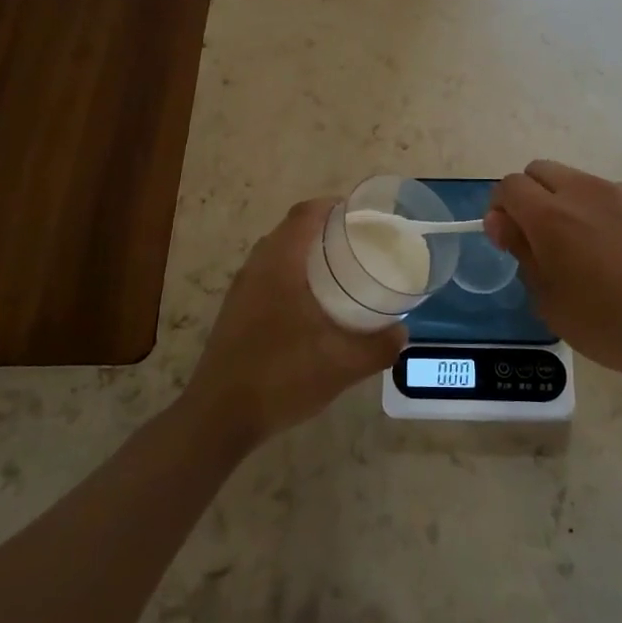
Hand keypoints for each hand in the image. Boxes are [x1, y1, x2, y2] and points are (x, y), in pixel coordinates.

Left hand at [183, 198, 405, 445]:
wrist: (219, 417)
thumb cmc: (281, 377)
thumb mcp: (342, 365)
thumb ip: (379, 346)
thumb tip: (402, 332)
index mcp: (280, 264)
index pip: (305, 214)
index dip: (332, 206)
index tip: (361, 214)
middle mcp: (256, 267)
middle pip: (291, 230)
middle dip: (324, 229)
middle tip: (358, 243)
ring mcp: (241, 290)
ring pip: (277, 254)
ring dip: (306, 253)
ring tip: (340, 271)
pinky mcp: (234, 311)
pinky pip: (267, 276)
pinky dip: (292, 274)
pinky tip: (311, 306)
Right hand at [487, 160, 621, 392]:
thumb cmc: (611, 324)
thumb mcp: (550, 300)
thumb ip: (521, 251)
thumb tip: (501, 220)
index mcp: (551, 216)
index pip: (509, 186)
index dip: (502, 208)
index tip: (510, 238)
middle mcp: (585, 192)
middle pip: (541, 171)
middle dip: (532, 196)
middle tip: (543, 240)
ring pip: (581, 183)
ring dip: (572, 205)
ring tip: (592, 251)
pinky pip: (618, 198)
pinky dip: (609, 216)